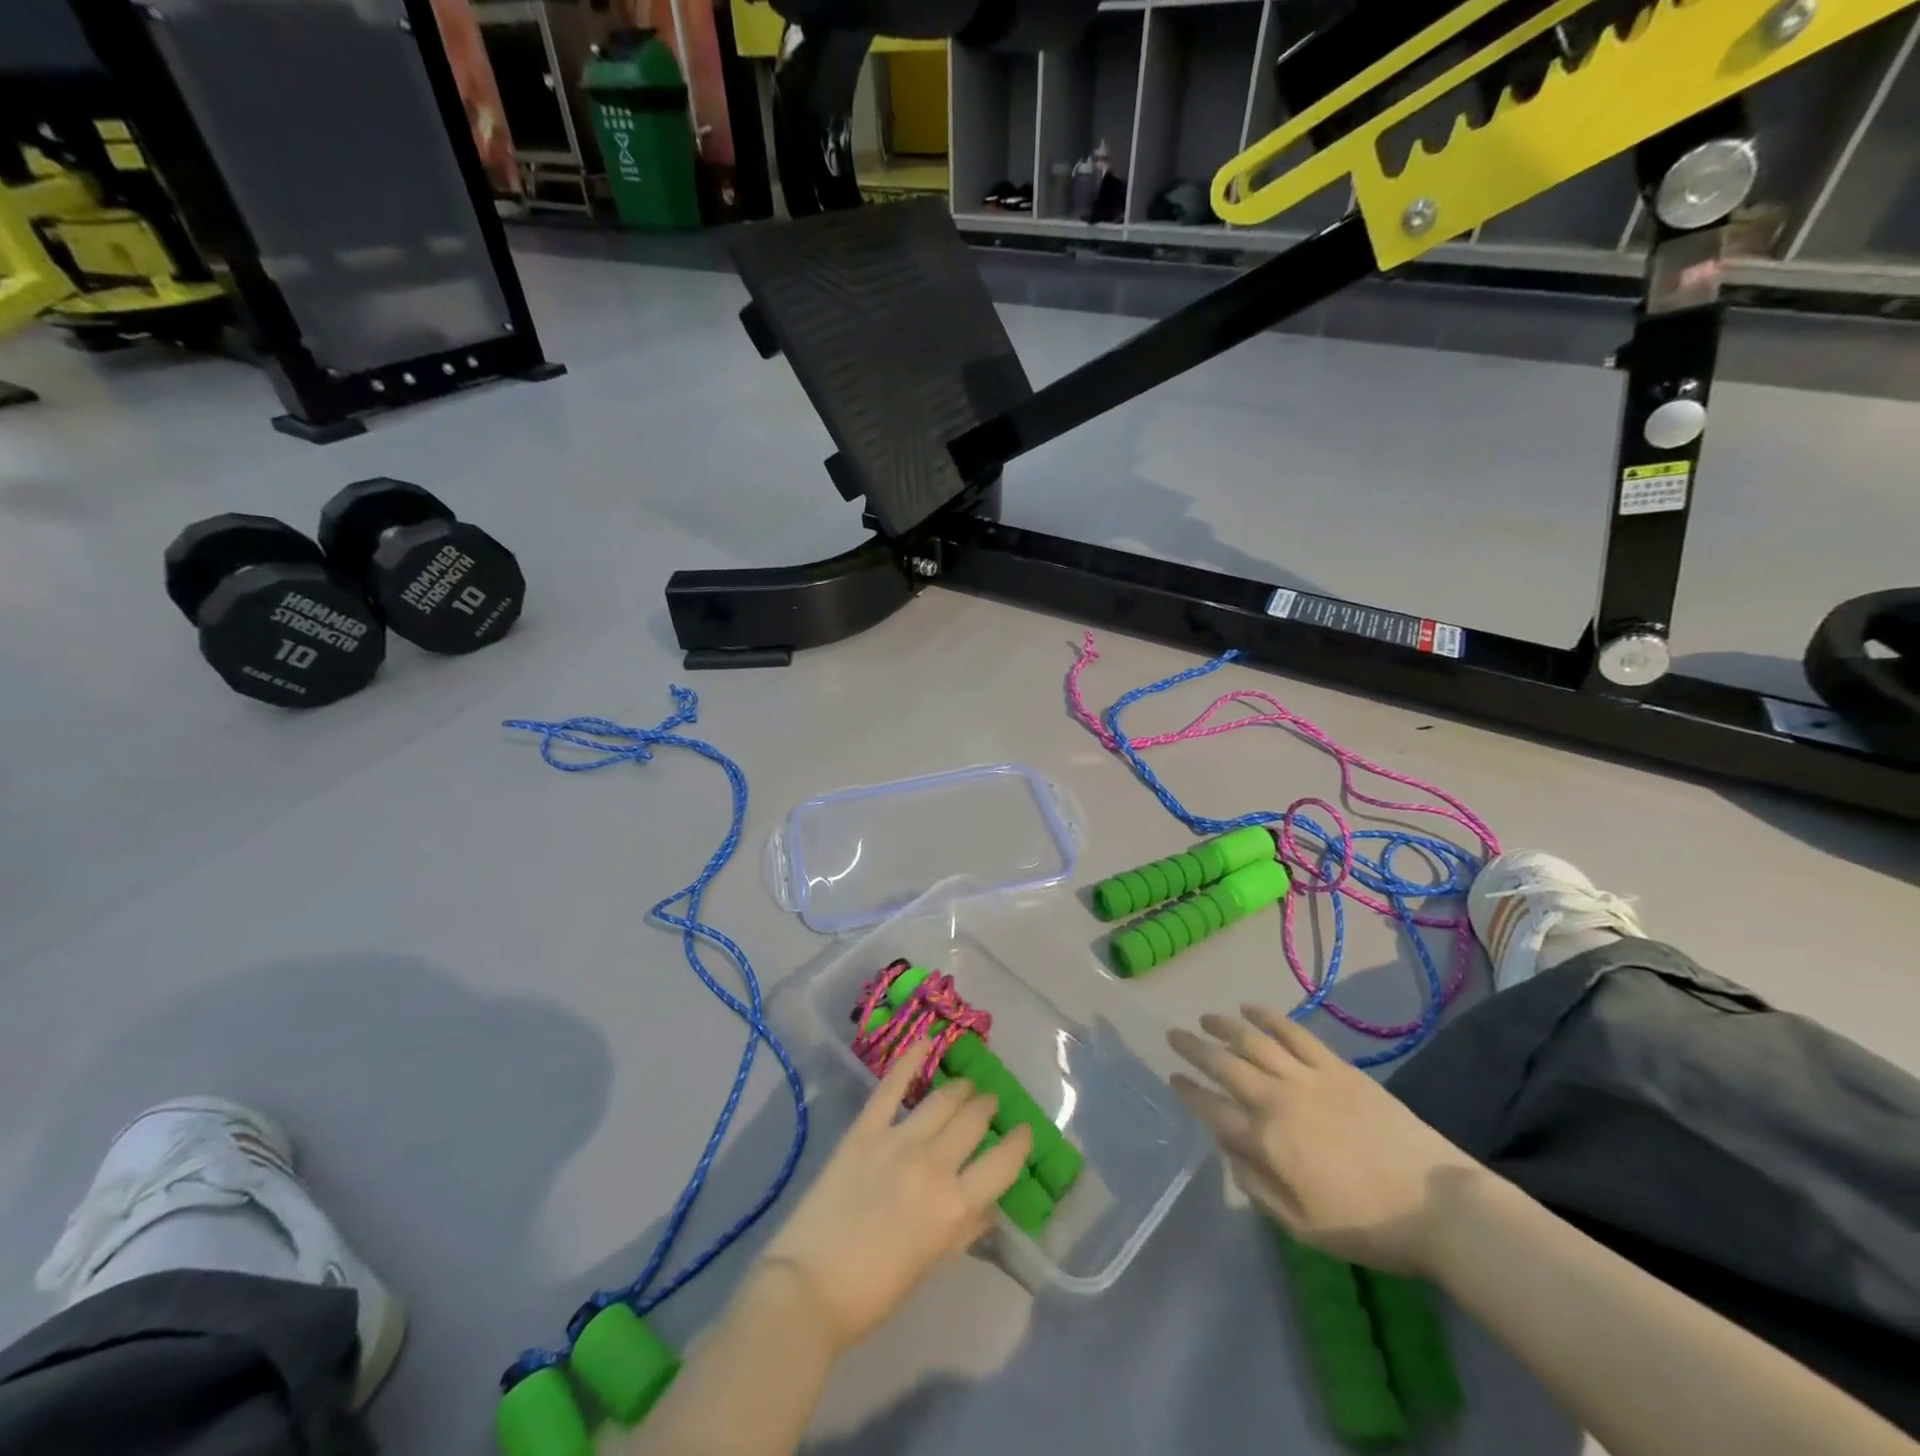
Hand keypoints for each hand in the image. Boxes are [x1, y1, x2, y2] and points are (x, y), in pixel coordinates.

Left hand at [755, 1041, 1033, 1356]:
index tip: (1024, 1131)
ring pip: (943, 1100)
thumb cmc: (873, 1292)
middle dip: (987, 1108)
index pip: (1003, 1163)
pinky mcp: (865, 1130)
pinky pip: (892, 1086)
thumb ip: (962, 1231)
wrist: (806, 1289)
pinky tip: (925, 1040)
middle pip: (973, 1121)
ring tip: (967, 1085)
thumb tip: (989, 1207)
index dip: (1019, 1143)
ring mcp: (898, 1141)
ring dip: (961, 1089)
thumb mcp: (930, 1265)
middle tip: (989, 1103)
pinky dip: (910, 1059)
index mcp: (954, 1206)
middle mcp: (933, 1165)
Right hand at [1168, 1007, 1483, 1275]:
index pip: (1213, 1108)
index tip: (1173, 1078)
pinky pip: (1294, 1033)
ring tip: (1205, 1017)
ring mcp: (1307, 1078)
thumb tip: (1229, 1150)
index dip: (1189, 1091)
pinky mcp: (1336, 1067)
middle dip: (1195, 1048)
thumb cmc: (1367, 1225)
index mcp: (1266, 1141)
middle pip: (1225, 1065)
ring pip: (1254, 1041)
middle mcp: (1277, 1100)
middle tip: (1173, 1035)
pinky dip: (1268, 1017)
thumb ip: (1257, 1186)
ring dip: (1224, 1026)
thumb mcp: (1302, 1226)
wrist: (1438, 1205)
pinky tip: (1250, 1008)